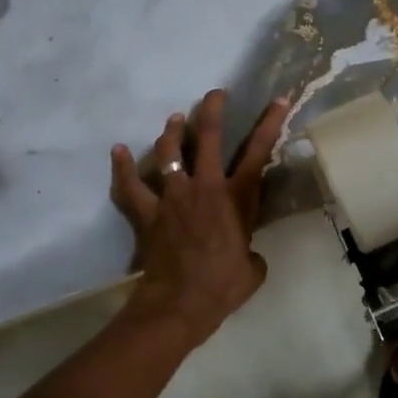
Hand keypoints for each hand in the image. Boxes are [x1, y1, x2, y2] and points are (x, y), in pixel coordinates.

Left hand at [110, 89, 288, 346]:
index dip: (270, 122)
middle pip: (208, 137)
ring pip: (169, 152)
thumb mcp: (254, 267)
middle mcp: (204, 187)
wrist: (181, 303)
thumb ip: (251, 250)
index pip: (258, 152)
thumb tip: (246, 253)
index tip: (279, 99)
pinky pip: (130, 186)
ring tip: (175, 119)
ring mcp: (173, 196)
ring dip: (172, 131)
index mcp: (237, 197)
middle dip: (212, 110)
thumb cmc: (224, 286)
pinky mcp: (148, 212)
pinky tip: (117, 150)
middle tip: (215, 94)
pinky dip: (123, 168)